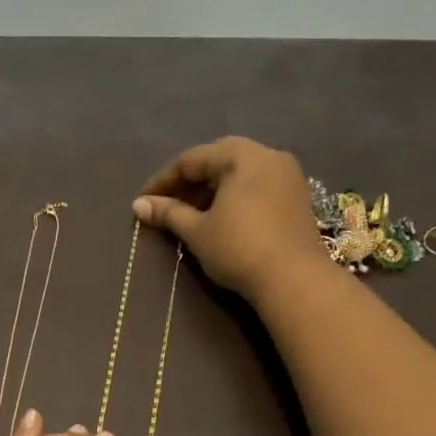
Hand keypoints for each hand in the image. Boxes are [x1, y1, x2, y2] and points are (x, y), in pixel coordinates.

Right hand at [134, 136, 330, 299]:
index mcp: (242, 155)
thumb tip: (138, 205)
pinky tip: (219, 219)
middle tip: (167, 204)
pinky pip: (256, 185)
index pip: (191, 159)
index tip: (143, 202)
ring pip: (238, 173)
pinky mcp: (296, 197)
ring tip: (190, 215)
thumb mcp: (197, 231)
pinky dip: (233, 196)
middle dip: (189, 182)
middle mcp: (268, 155)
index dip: (162, 181)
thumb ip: (168, 213)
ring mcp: (287, 175)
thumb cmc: (239, 248)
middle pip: (217, 160)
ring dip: (211, 190)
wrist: (294, 280)